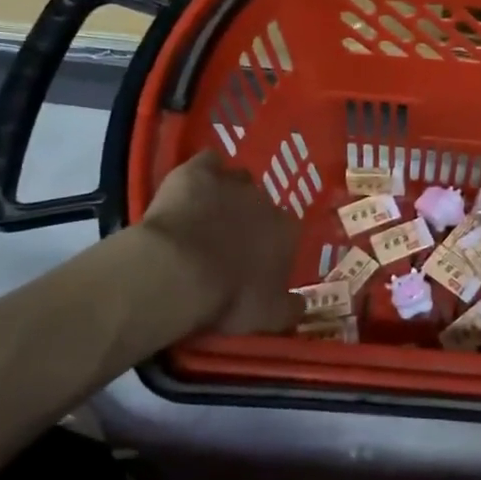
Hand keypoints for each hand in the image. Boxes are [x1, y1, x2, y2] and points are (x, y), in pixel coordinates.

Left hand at [135, 152, 302, 336]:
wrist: (177, 273)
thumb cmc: (228, 298)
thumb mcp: (268, 317)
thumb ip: (290, 309)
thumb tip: (303, 306)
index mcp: (286, 233)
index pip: (286, 233)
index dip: (270, 246)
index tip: (254, 262)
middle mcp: (266, 201)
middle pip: (261, 205)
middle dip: (248, 220)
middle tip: (225, 243)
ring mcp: (232, 182)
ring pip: (237, 179)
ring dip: (227, 193)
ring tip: (206, 215)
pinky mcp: (197, 172)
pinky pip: (207, 162)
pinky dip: (203, 172)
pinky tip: (191, 186)